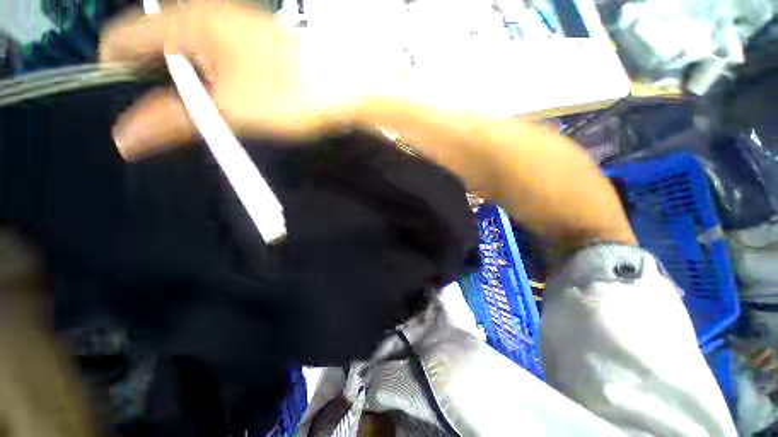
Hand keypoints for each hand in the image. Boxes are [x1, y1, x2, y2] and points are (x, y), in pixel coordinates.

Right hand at [100, 1, 358, 159]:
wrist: (343, 87)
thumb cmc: (290, 94)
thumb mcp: (230, 110)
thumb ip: (173, 120)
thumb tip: (124, 138)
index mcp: (189, 21)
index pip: (124, 39)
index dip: (114, 73)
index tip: (125, 108)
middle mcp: (205, 16)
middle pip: (153, 46)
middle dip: (151, 83)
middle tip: (164, 120)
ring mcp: (231, 28)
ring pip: (184, 54)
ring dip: (182, 85)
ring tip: (196, 116)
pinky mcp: (252, 46)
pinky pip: (212, 60)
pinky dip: (208, 82)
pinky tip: (221, 103)